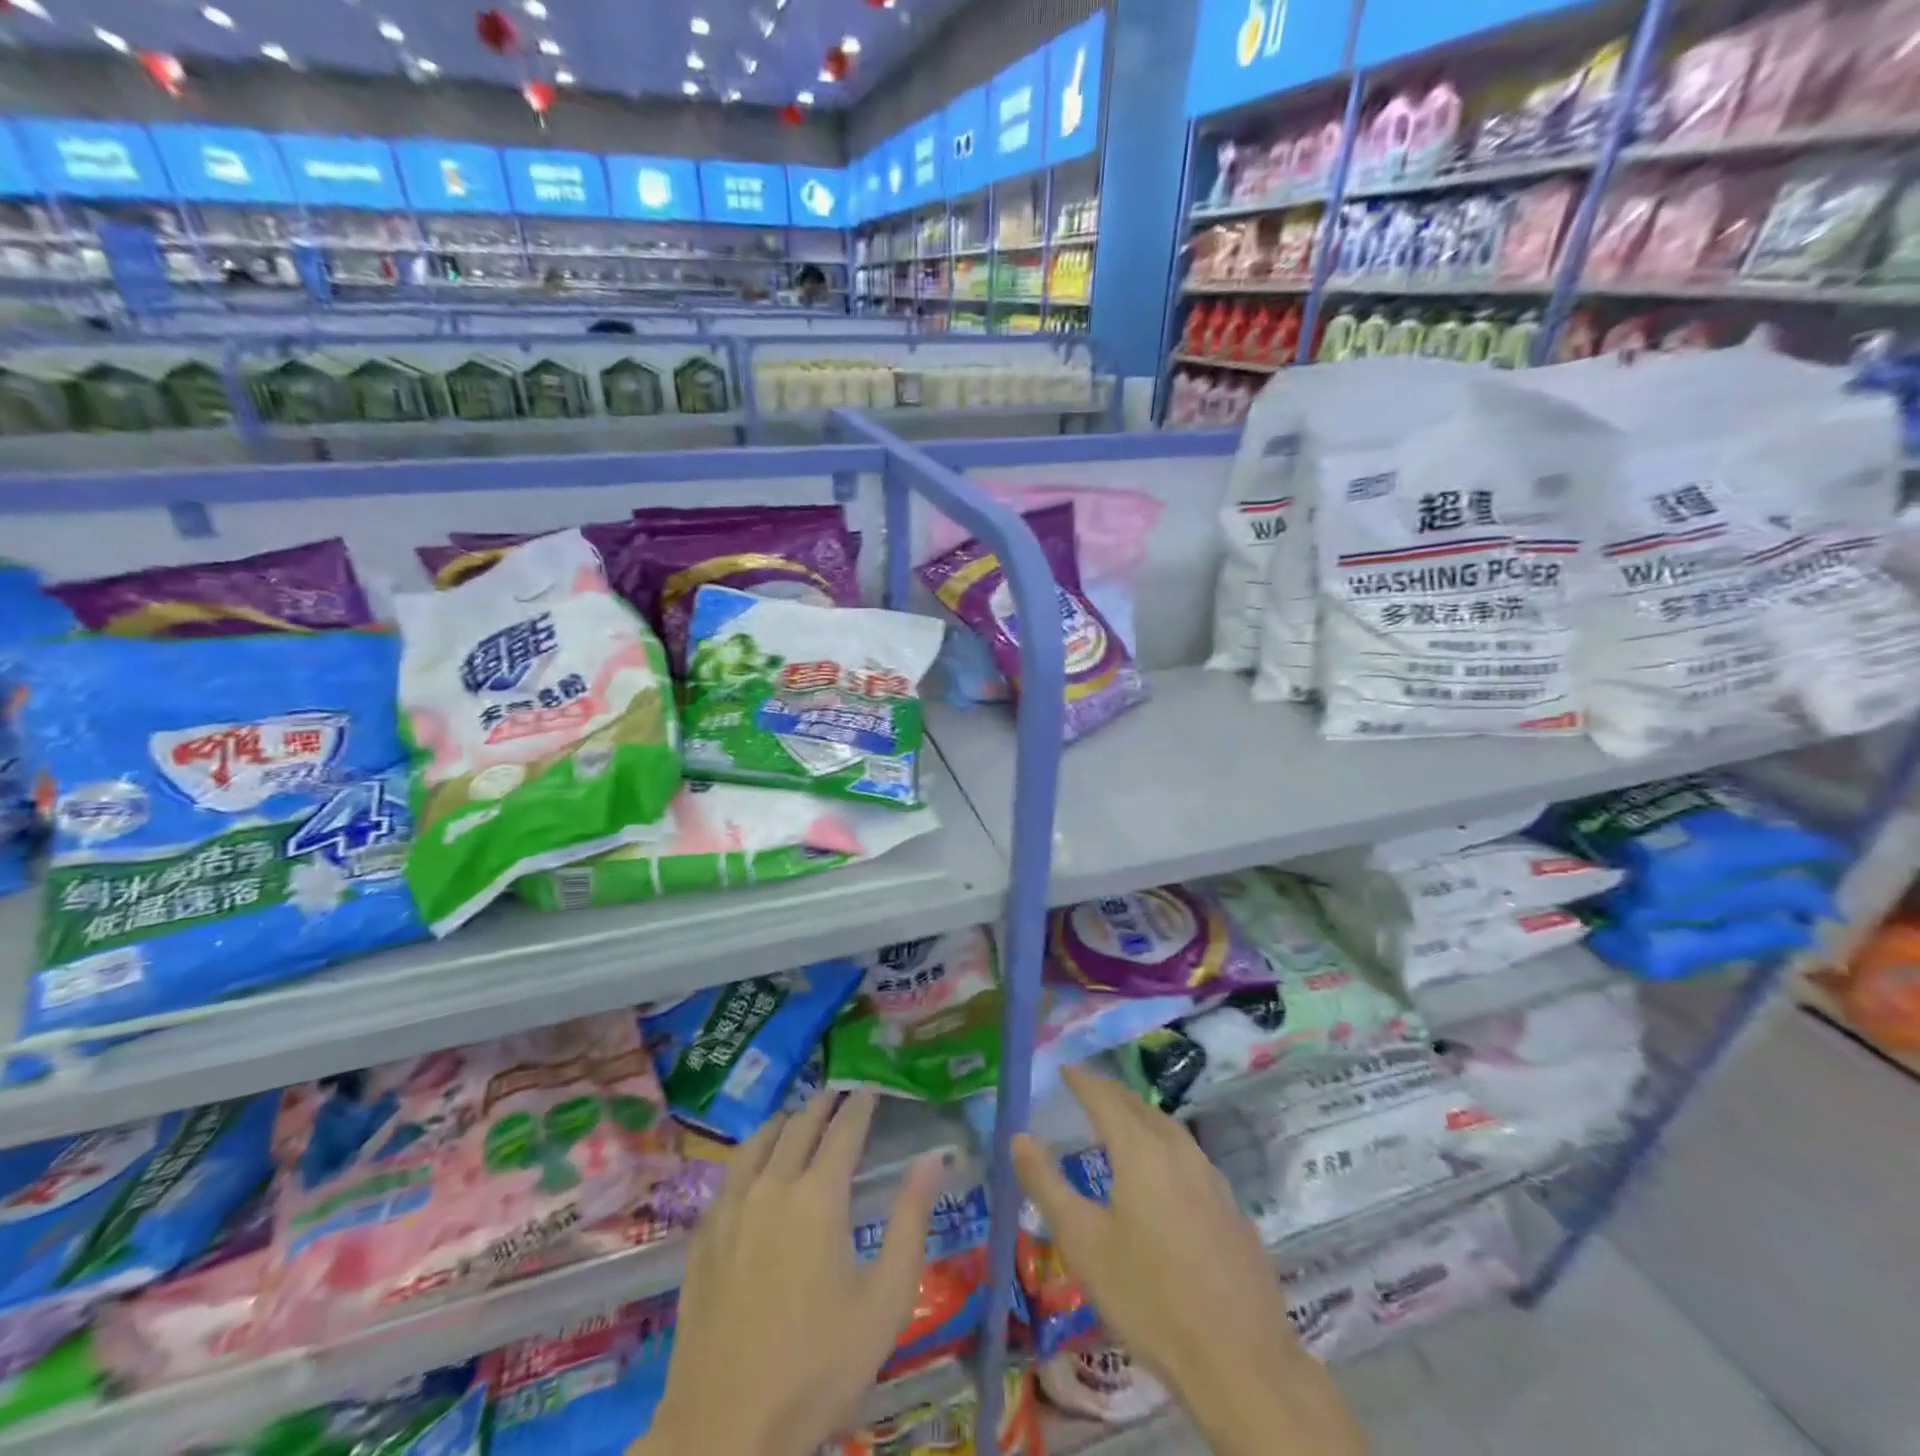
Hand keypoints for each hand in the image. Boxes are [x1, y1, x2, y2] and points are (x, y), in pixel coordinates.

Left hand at [634, 1092, 944, 1455]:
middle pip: (799, 1126)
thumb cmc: (817, 1367)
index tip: (872, 1086)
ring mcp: (730, 1209)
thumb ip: (911, 1221)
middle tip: (839, 1093)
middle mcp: (772, 1186)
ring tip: (798, 1117)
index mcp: (818, 1197)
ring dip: (784, 1122)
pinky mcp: (703, 1236)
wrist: (724, 1431)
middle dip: (823, 1105)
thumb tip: (932, 1159)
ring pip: (758, 1142)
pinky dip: (750, 1154)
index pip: (844, 1129)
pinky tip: (753, 1167)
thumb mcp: (885, 1300)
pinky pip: (729, 1174)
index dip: (860, 1104)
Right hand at [1012, 1066, 1367, 1455]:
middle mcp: (1178, 1150)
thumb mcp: (1083, 1243)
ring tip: (1121, 1123)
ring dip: (1141, 1118)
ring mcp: (1211, 1178)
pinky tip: (1163, 1175)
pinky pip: (1190, 1158)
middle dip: (1110, 1093)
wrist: (1241, 1361)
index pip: (1104, 1097)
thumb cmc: (1149, 1297)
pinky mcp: (1232, 1208)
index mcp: (1140, 1149)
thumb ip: (1046, 1184)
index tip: (1063, 1068)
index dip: (1081, 1080)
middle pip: (1139, 1107)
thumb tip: (1019, 1136)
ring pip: (1170, 1130)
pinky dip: (1166, 1148)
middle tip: (1087, 1090)